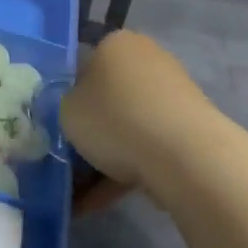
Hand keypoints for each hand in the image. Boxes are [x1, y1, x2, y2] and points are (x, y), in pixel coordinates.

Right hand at [61, 30, 217, 211]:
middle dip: (90, 130)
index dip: (68, 97)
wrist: (184, 155)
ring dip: (105, 157)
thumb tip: (75, 108)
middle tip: (69, 159)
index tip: (60, 126)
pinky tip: (99, 203)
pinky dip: (125, 171)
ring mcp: (172, 94)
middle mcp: (147, 59)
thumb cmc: (115, 119)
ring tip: (79, 194)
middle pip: (108, 97)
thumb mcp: (66, 110)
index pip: (83, 65)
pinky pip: (146, 147)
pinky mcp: (187, 128)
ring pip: (127, 126)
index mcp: (116, 43)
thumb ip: (65, 105)